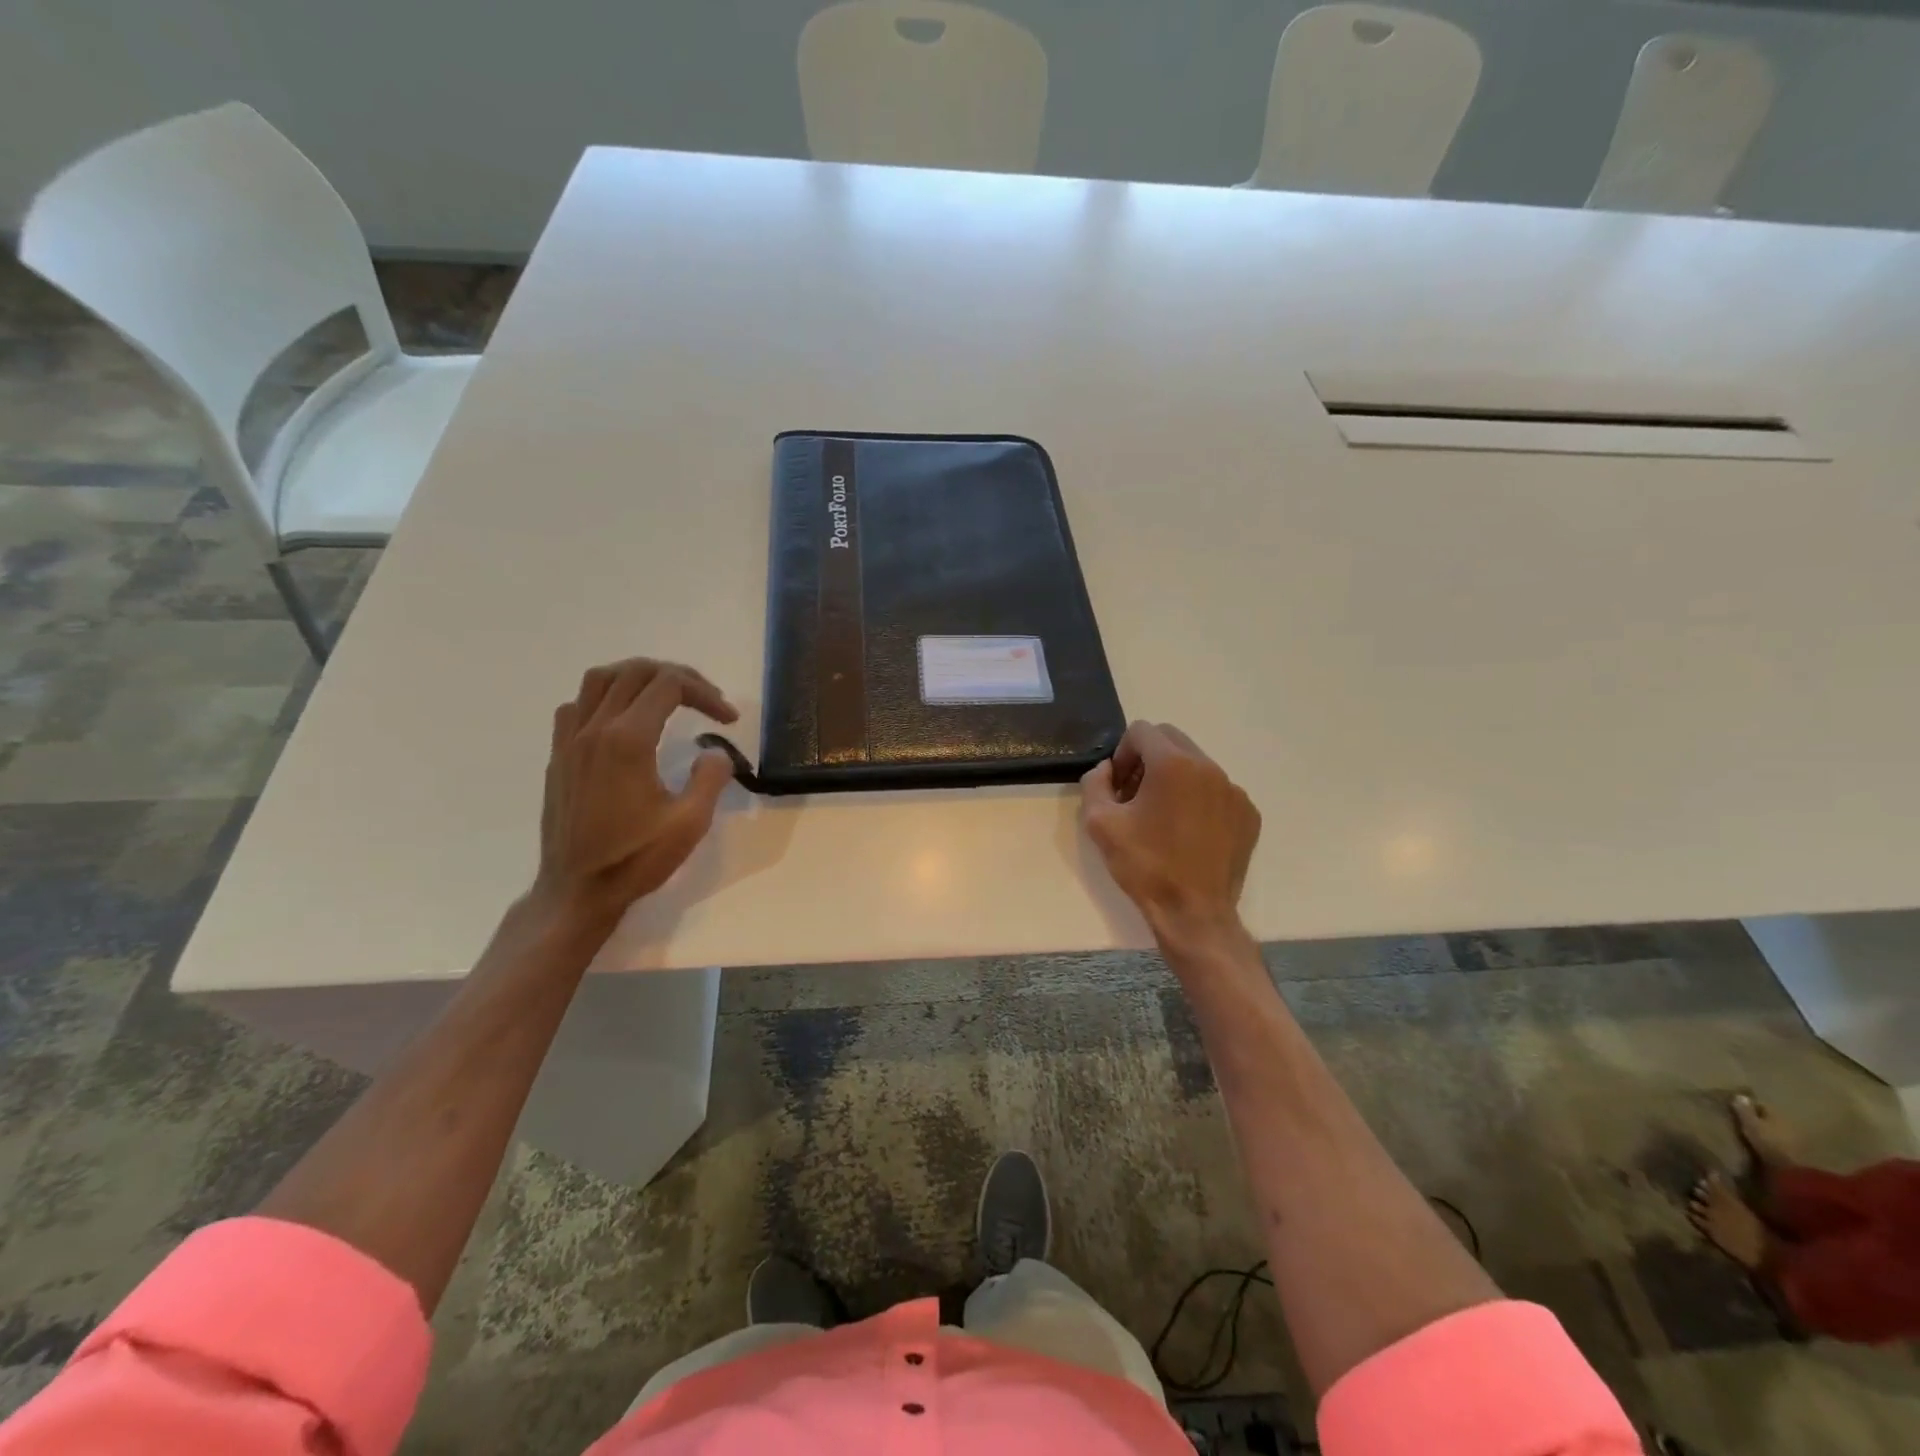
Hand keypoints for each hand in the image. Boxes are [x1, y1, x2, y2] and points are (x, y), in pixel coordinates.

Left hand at [534, 658, 739, 928]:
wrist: (576, 890)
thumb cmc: (635, 859)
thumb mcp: (689, 823)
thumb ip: (711, 777)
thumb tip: (715, 751)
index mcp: (628, 740)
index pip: (669, 686)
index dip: (705, 693)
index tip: (729, 718)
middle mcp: (595, 729)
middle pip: (636, 672)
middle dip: (678, 676)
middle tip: (706, 700)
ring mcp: (571, 741)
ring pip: (600, 679)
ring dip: (637, 677)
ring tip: (666, 695)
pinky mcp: (559, 756)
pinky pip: (577, 705)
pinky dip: (604, 697)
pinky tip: (623, 719)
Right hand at [1080, 721, 1260, 946]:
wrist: (1194, 914)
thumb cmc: (1145, 866)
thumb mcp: (1100, 823)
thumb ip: (1095, 783)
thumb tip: (1106, 769)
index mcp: (1173, 764)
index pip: (1142, 731)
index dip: (1122, 754)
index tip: (1118, 786)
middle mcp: (1209, 768)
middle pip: (1171, 740)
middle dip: (1147, 759)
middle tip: (1134, 796)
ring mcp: (1234, 791)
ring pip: (1196, 765)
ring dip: (1173, 779)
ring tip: (1161, 818)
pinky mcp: (1248, 814)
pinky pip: (1217, 791)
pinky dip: (1198, 800)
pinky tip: (1187, 834)